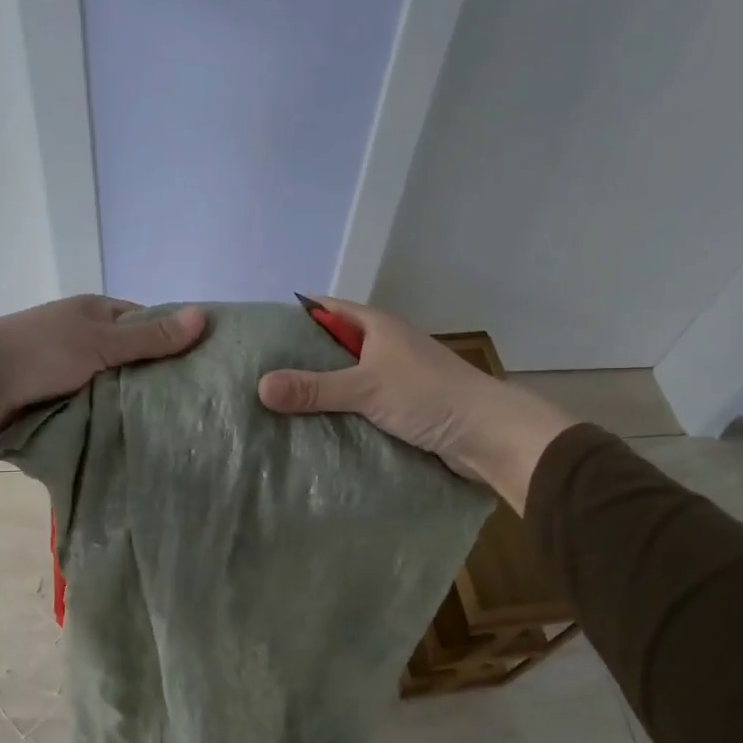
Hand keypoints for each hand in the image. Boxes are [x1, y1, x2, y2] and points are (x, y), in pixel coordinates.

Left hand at [0, 297, 204, 444]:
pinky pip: (96, 406)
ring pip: (115, 385)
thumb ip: (150, 337)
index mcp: (96, 312)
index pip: (148, 322)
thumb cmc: (41, 352)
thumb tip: (204, 315)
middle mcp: (86, 337)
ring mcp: (71, 369)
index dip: (174, 339)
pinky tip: (136, 434)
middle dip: (157, 377)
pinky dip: (111, 417)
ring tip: (174, 424)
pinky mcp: (59, 399)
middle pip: (134, 356)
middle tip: (196, 403)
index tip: (205, 365)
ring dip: (133, 401)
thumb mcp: (101, 341)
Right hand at [257, 297, 575, 513]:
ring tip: (273, 406)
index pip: (324, 309)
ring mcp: (393, 378)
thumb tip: (260, 387)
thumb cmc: (428, 395)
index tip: (257, 334)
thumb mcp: (366, 387)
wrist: (487, 434)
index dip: (292, 317)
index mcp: (376, 325)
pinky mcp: (400, 407)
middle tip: (255, 376)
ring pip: (345, 379)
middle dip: (298, 360)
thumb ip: (314, 388)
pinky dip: (338, 414)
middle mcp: (383, 346)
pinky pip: (358, 405)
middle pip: (331, 346)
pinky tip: (311, 430)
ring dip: (318, 391)